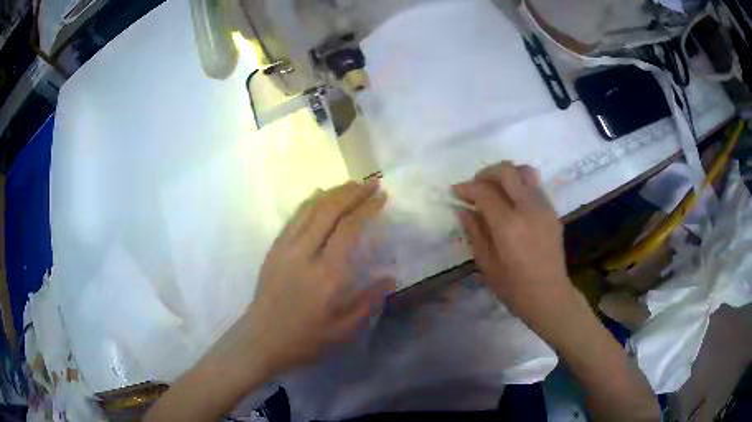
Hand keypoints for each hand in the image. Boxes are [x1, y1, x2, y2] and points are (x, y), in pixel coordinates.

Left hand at [236, 180, 393, 374]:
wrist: (261, 339)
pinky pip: (293, 218)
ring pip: (310, 209)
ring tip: (351, 184)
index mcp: (327, 275)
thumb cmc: (305, 339)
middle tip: (371, 182)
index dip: (366, 208)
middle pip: (330, 211)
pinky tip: (319, 195)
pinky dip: (309, 202)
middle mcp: (305, 254)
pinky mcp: (274, 249)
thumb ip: (368, 301)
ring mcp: (286, 248)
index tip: (381, 196)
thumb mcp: (343, 329)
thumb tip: (391, 277)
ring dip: (332, 193)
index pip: (349, 229)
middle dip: (352, 192)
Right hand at [454, 162, 573, 325]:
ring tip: (495, 189)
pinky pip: (534, 186)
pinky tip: (512, 202)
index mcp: (508, 225)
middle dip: (486, 172)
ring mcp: (544, 207)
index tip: (456, 192)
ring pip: (524, 172)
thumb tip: (462, 209)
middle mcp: (528, 208)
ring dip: (506, 175)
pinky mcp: (552, 211)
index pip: (484, 191)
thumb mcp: (486, 264)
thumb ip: (474, 232)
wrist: (549, 295)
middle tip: (475, 185)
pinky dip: (519, 185)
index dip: (467, 187)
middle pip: (507, 171)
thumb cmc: (514, 287)